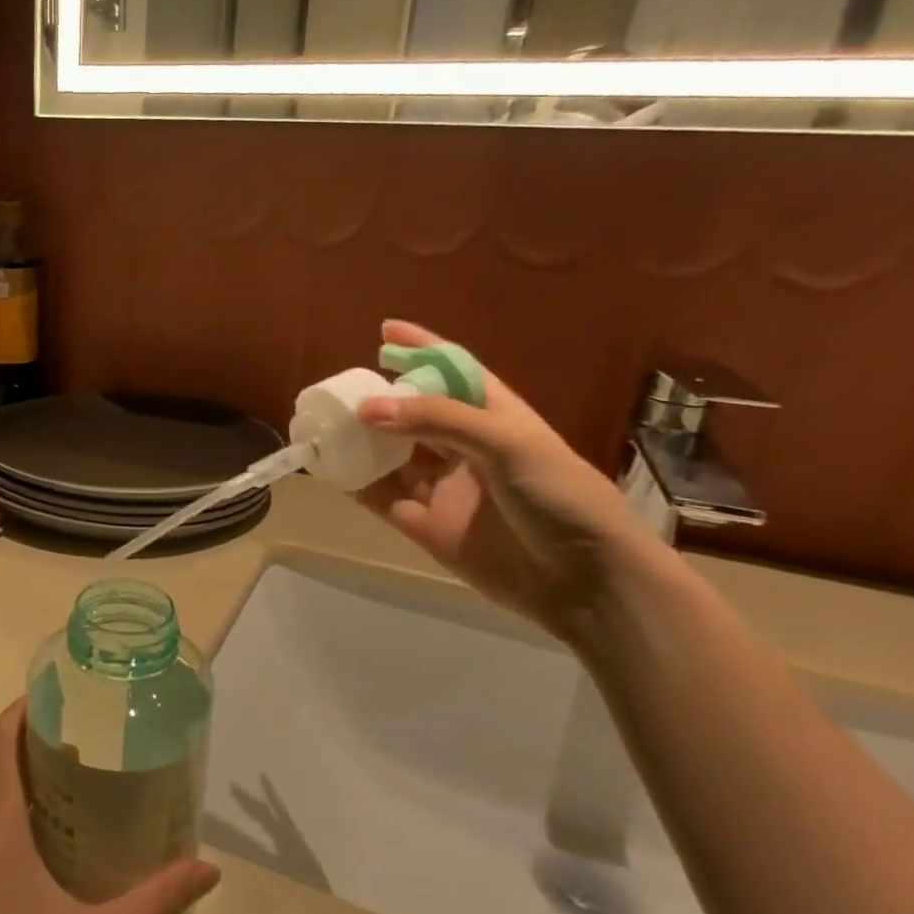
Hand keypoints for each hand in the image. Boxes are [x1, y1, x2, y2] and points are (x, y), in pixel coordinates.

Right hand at [356, 320, 658, 644]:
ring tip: (326, 426)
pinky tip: (333, 470)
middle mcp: (466, 448)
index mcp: (495, 417)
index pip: (454, 371)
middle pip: (415, 414)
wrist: (586, 582)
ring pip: (393, 457)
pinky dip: (357, 484)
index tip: (385, 331)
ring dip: (363, 443)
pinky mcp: (428, 527)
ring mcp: (445, 489)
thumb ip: (437, 420)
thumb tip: (367, 409)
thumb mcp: (507, 443)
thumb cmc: (559, 496)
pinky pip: (384, 499)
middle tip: (341, 389)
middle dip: (380, 400)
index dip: (422, 348)